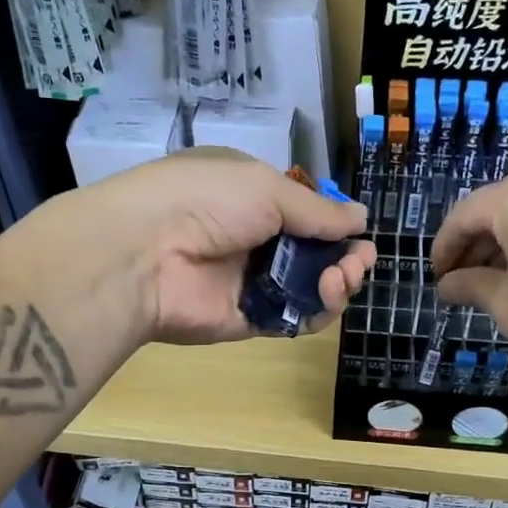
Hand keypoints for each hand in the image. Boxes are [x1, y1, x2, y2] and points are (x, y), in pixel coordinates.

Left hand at [59, 148, 374, 344]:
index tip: (358, 233)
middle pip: (313, 253)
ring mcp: (250, 282)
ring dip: (336, 282)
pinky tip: (327, 296)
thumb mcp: (266, 187)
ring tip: (341, 278)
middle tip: (357, 262)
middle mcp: (253, 239)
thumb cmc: (206, 201)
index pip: (304, 213)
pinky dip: (317, 312)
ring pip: (308, 288)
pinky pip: (293, 319)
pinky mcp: (248, 320)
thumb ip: (316, 210)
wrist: (146, 252)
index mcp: (251, 197)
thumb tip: (361, 218)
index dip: (335, 224)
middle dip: (344, 257)